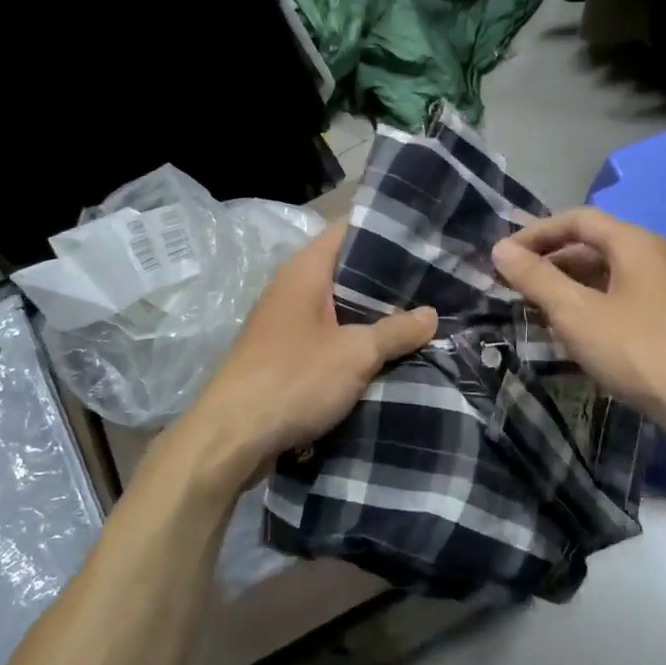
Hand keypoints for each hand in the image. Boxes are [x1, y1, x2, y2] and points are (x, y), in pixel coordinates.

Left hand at [178, 221, 436, 487]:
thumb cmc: (295, 379)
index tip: (423, 235)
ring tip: (419, 312)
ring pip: (339, 307)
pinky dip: (355, 339)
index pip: (348, 230)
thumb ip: (395, 331)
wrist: (232, 437)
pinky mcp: (285, 355)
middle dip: (386, 276)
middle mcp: (292, 288)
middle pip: (346, 269)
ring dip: (372, 313)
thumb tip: (431, 314)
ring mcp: (286, 323)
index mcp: (305, 271)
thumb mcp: (356, 354)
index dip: (384, 228)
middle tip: (434, 278)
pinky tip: (387, 351)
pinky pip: (329, 336)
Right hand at [490, 208, 665, 436]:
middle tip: (516, 288)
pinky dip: (592, 311)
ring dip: (569, 291)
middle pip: (593, 247)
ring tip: (538, 315)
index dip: (536, 233)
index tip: (503, 257)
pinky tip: (577, 340)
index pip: (577, 220)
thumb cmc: (637, 348)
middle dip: (550, 264)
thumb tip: (501, 248)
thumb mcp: (576, 312)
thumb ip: (536, 278)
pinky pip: (622, 304)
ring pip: (607, 279)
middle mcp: (654, 258)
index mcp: (633, 243)